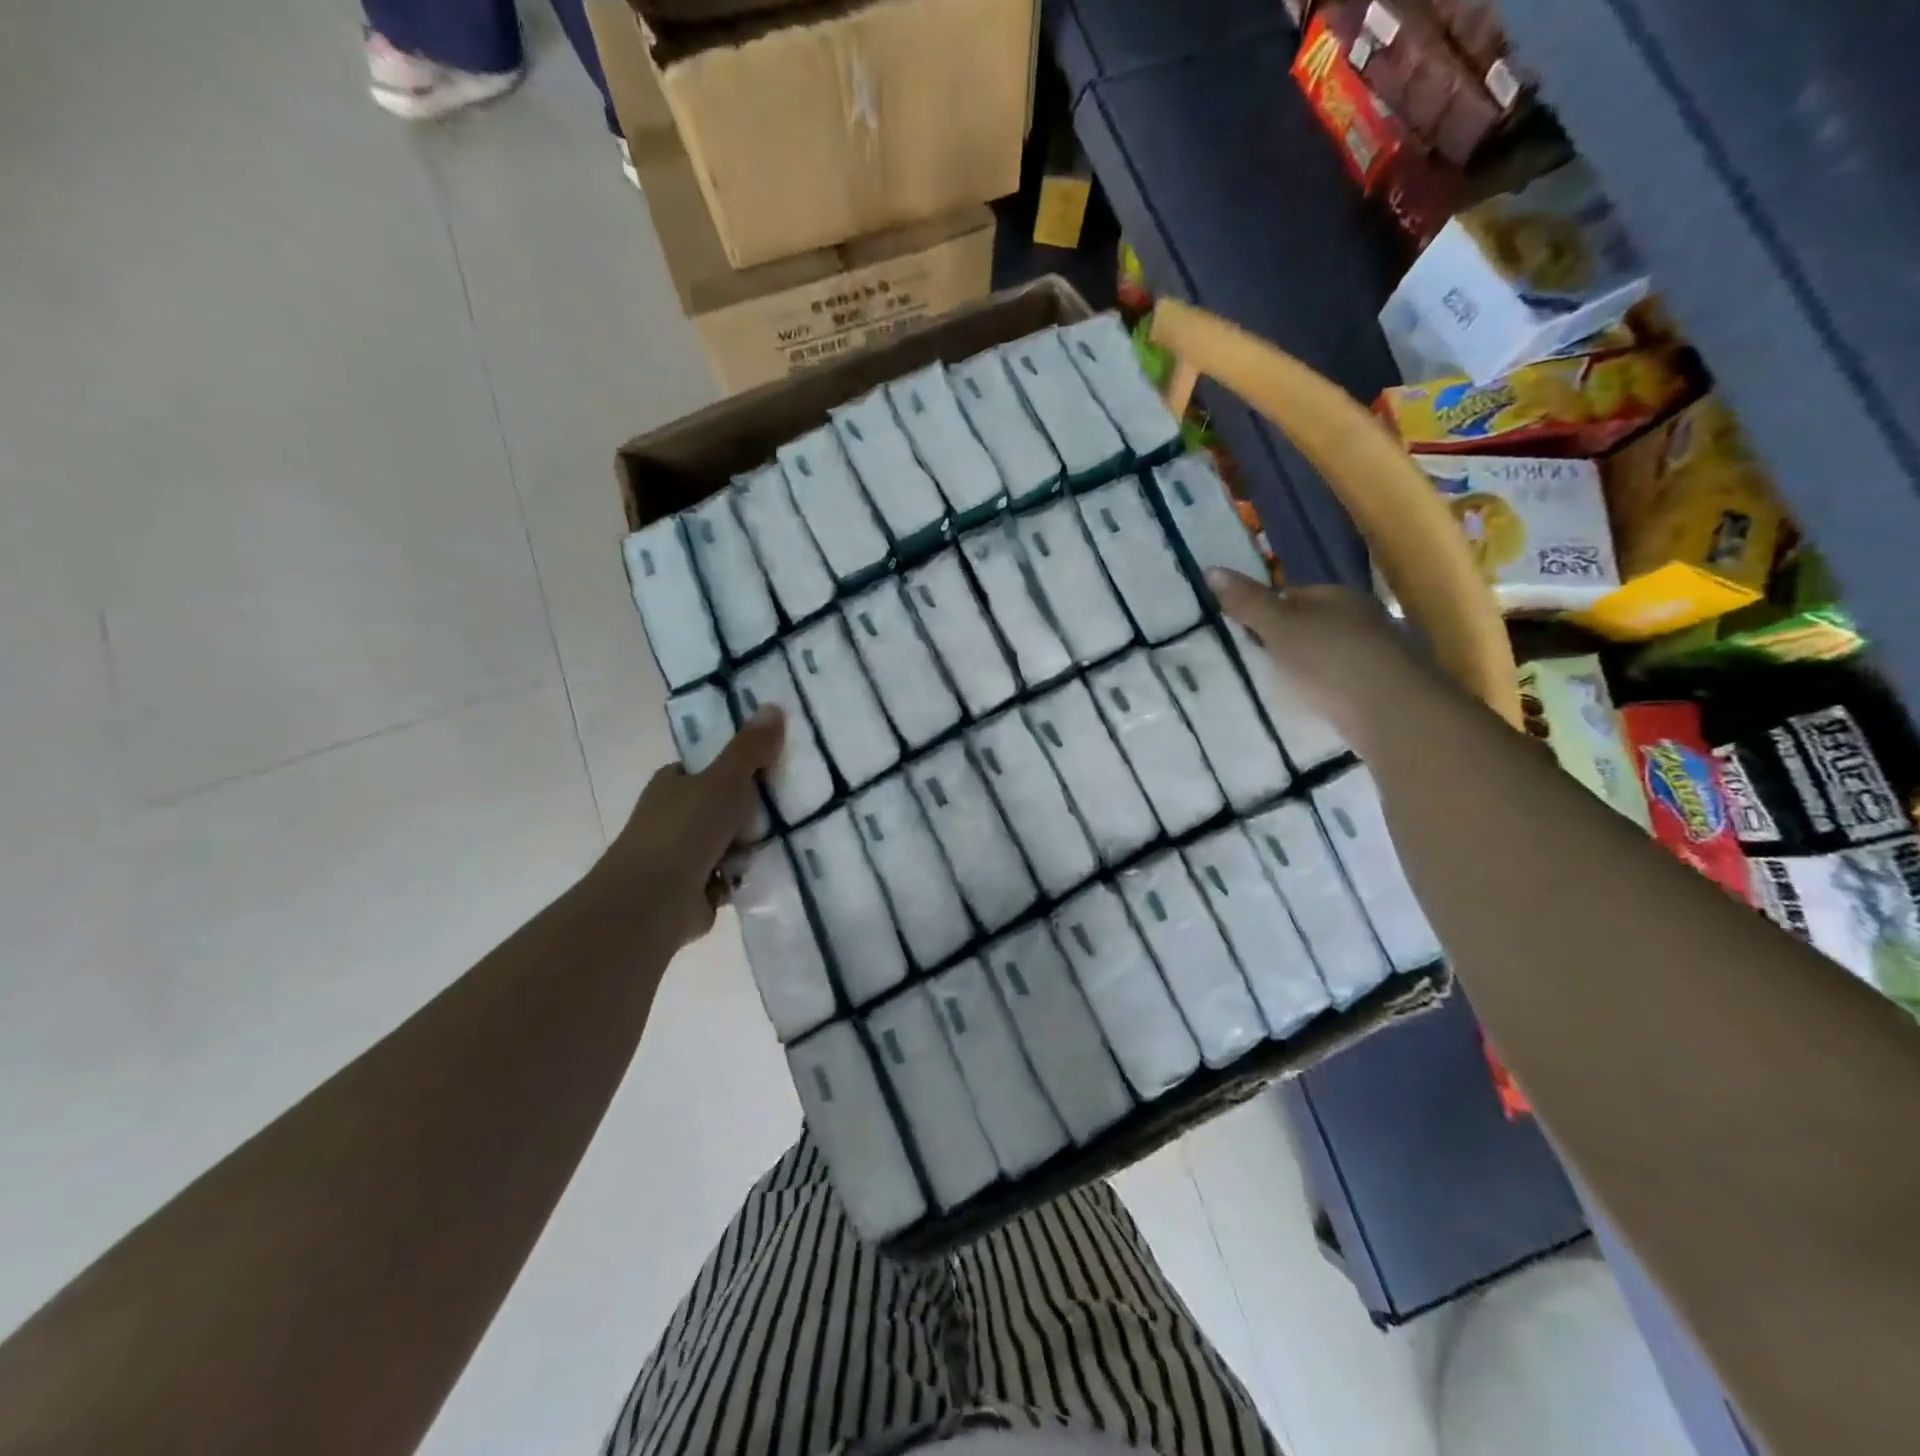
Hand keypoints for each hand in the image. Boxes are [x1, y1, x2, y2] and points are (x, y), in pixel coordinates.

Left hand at [596, 705, 785, 947]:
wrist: (652, 901)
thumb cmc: (685, 831)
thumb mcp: (725, 780)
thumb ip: (750, 748)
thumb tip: (773, 705)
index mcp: (674, 784)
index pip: (711, 768)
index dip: (742, 766)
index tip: (778, 768)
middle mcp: (674, 816)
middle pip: (725, 805)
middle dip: (755, 809)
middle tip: (797, 804)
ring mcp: (683, 855)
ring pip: (732, 841)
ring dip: (756, 844)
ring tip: (797, 835)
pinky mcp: (696, 889)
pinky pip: (733, 874)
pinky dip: (750, 873)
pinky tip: (778, 867)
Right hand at [1207, 568, 1429, 743]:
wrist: (1391, 712)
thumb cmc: (1328, 661)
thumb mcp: (1279, 628)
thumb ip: (1247, 602)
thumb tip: (1211, 568)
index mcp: (1336, 596)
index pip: (1291, 594)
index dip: (1263, 610)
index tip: (1239, 633)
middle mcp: (1360, 617)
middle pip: (1310, 622)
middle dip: (1283, 638)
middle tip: (1252, 661)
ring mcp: (1375, 652)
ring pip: (1326, 651)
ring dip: (1304, 665)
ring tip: (1276, 686)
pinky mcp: (1382, 686)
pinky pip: (1341, 679)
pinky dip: (1323, 687)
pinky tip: (1309, 703)